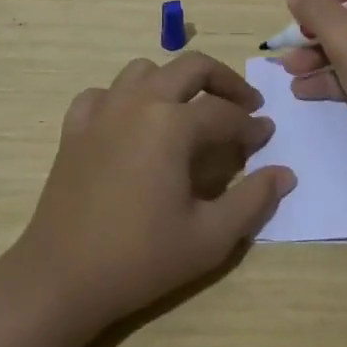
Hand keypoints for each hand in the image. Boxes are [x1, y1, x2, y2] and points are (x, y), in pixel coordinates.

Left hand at [15, 52, 294, 328]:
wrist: (61, 279)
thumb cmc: (140, 258)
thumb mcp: (209, 238)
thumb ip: (253, 200)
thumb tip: (284, 174)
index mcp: (173, 124)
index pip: (225, 113)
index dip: (251, 125)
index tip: (266, 138)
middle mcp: (139, 102)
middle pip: (190, 67)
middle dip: (224, 80)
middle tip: (243, 104)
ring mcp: (102, 111)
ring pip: (145, 71)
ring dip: (174, 81)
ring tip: (189, 109)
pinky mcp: (75, 128)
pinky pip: (103, 93)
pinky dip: (124, 98)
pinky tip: (132, 123)